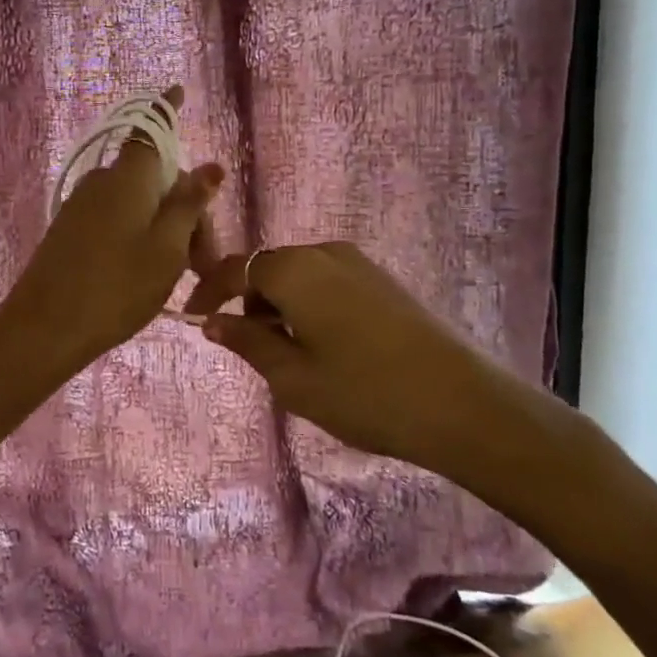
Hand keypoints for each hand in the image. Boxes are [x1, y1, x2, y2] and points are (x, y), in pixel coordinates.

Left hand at [0, 86, 223, 368]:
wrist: (44, 329)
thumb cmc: (116, 287)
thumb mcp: (166, 248)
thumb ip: (189, 204)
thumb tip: (210, 166)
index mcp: (128, 177)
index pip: (152, 129)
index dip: (167, 110)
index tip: (178, 91)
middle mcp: (103, 182)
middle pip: (154, 177)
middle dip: (186, 207)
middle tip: (204, 262)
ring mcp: (82, 206)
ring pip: (137, 202)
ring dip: (165, 226)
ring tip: (180, 274)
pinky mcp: (71, 231)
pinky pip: (116, 218)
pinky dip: (140, 234)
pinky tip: (149, 271)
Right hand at [186, 242, 507, 474]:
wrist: (463, 403)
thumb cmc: (364, 392)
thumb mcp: (293, 377)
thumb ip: (247, 342)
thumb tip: (212, 321)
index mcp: (294, 270)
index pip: (235, 268)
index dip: (209, 292)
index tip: (194, 320)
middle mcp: (324, 253)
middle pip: (269, 268)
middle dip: (248, 302)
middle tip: (247, 348)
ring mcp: (360, 263)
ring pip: (300, 276)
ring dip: (281, 306)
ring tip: (289, 355)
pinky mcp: (384, 281)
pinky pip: (329, 283)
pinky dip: (311, 306)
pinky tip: (326, 347)